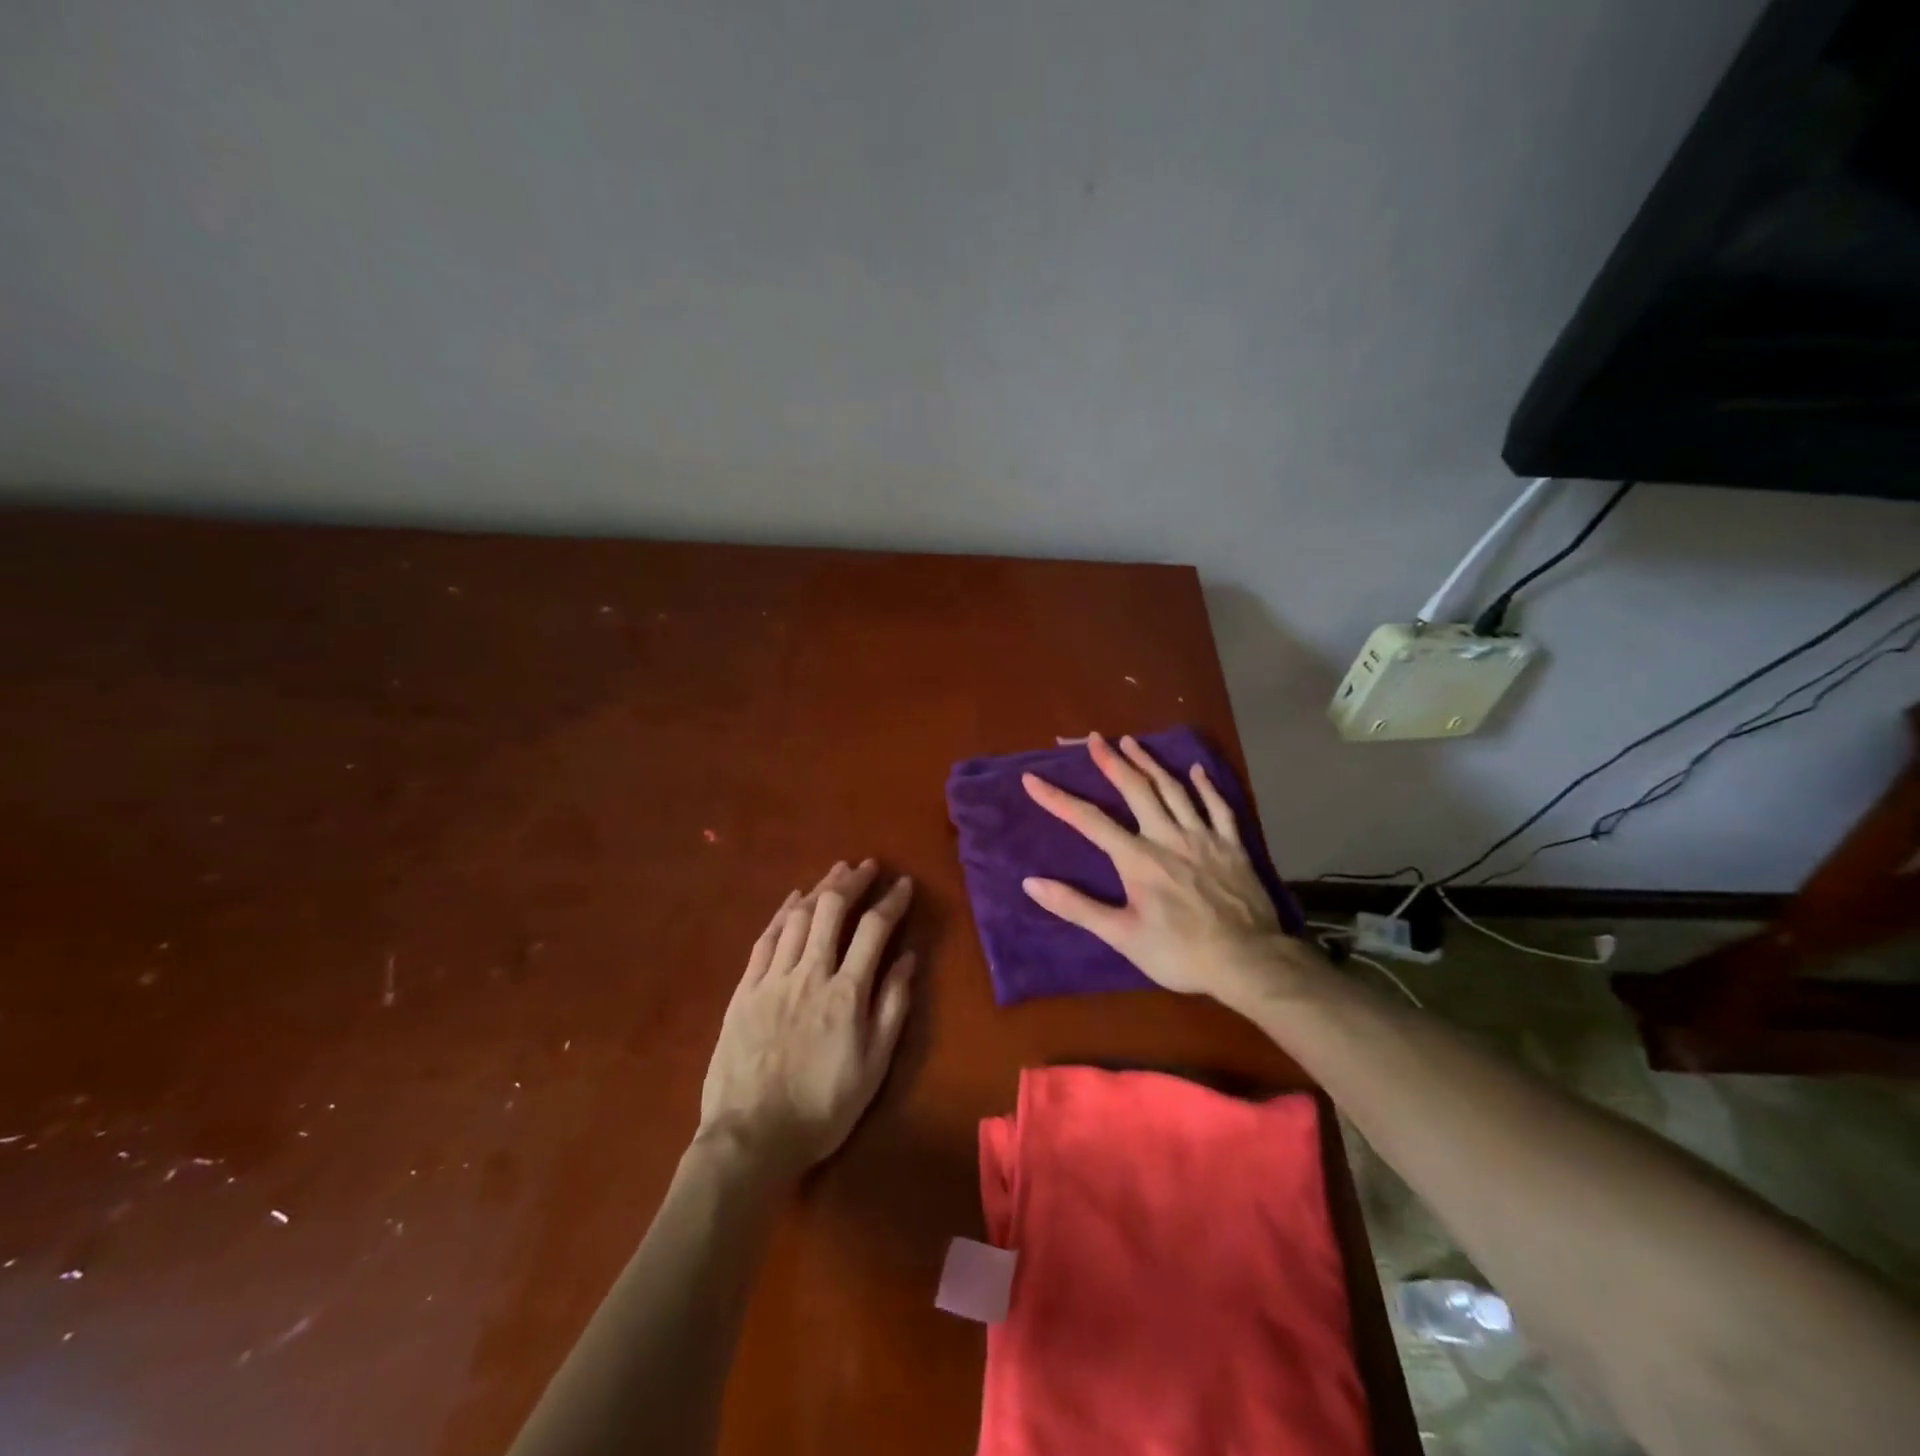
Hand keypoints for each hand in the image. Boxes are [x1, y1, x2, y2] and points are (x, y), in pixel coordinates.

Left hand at [698, 860, 916, 1182]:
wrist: (750, 1138)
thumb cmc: (821, 1108)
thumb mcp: (873, 1067)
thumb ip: (891, 1008)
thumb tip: (907, 959)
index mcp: (846, 993)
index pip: (874, 929)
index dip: (891, 901)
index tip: (903, 884)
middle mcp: (810, 973)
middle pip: (831, 910)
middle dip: (852, 881)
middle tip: (867, 867)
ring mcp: (772, 979)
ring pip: (797, 917)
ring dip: (820, 889)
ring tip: (836, 873)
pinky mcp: (744, 990)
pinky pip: (765, 939)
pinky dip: (782, 913)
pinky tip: (793, 899)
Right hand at [1021, 733, 1304, 1007]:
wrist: (1248, 961)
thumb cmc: (1179, 953)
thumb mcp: (1121, 936)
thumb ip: (1077, 907)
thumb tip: (1031, 883)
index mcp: (1138, 858)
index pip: (1089, 820)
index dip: (1057, 799)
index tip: (1032, 779)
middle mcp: (1168, 837)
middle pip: (1136, 790)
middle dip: (1112, 762)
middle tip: (1095, 738)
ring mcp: (1203, 837)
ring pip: (1174, 789)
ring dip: (1150, 763)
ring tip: (1132, 741)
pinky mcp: (1232, 846)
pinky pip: (1218, 807)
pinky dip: (1206, 786)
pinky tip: (1197, 770)